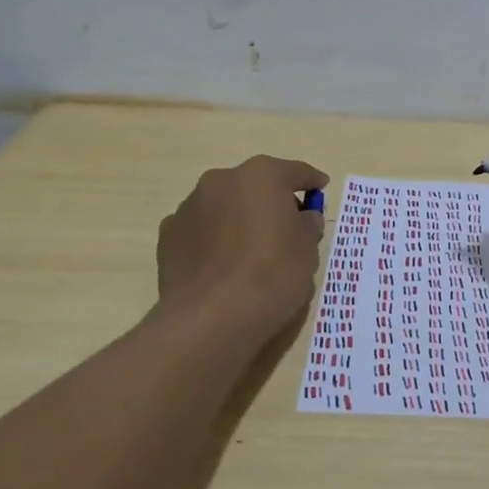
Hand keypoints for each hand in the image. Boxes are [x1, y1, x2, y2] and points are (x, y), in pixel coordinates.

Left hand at [158, 155, 328, 334]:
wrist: (212, 316)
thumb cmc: (272, 274)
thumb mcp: (308, 250)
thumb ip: (307, 225)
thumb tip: (303, 218)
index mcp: (261, 176)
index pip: (295, 172)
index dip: (311, 182)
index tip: (320, 189)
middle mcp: (222, 180)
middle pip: (255, 185)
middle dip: (270, 201)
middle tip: (286, 228)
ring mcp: (190, 206)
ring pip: (224, 205)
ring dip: (238, 218)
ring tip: (249, 252)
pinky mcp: (168, 234)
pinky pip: (201, 229)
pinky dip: (213, 239)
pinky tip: (221, 266)